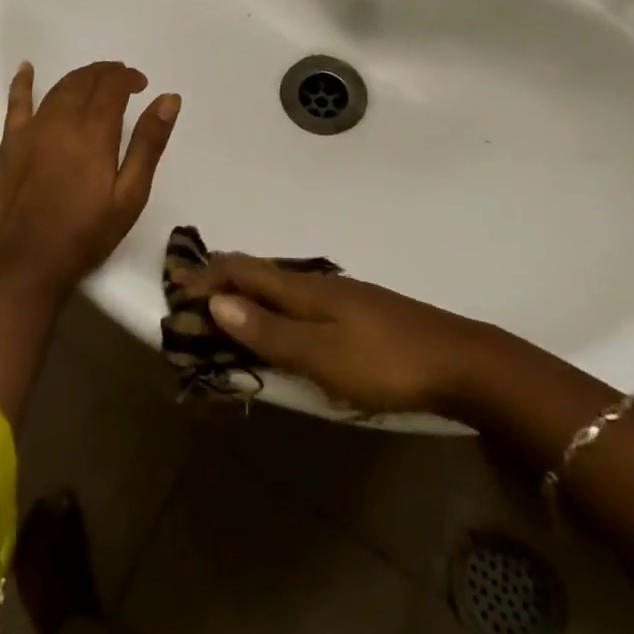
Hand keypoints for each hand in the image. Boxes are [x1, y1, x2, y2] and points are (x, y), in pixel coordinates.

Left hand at [0, 61, 179, 294]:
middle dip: (106, 73)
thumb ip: (148, 143)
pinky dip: (22, 83)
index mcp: (94, 130)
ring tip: (94, 78)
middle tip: (122, 78)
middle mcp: (62, 119)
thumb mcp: (130, 193)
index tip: (141, 84)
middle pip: (85, 81)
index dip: (128, 78)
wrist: (29, 261)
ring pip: (58, 88)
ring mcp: (33, 129)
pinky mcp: (11, 143)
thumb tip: (168, 98)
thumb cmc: (87, 231)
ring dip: (79, 77)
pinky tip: (26, 68)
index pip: (112, 86)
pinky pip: (16, 103)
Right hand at [174, 254, 493, 415]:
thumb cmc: (384, 361)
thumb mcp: (321, 354)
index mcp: (304, 290)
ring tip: (227, 302)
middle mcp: (318, 284)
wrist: (458, 360)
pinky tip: (281, 319)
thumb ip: (270, 331)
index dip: (209, 276)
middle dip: (224, 278)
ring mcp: (341, 295)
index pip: (245, 272)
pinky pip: (300, 298)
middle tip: (193, 290)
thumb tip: (218, 303)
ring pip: (281, 284)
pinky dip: (274, 303)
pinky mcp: (358, 312)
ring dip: (248, 291)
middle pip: (260, 272)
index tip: (175, 281)